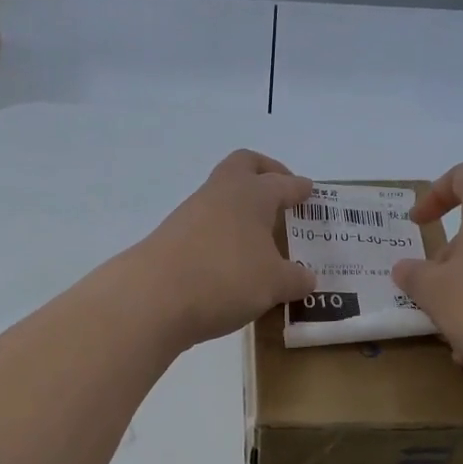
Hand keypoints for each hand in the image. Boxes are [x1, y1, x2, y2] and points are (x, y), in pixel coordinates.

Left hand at [130, 150, 316, 348]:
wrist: (152, 298)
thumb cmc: (226, 278)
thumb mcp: (273, 284)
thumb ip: (294, 279)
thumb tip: (306, 279)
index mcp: (252, 194)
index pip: (283, 183)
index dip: (299, 188)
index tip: (310, 191)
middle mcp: (220, 193)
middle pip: (244, 165)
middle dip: (265, 172)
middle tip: (281, 192)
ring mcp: (191, 214)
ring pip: (222, 197)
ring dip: (241, 209)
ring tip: (260, 238)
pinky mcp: (171, 238)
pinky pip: (206, 226)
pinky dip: (223, 235)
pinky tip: (233, 262)